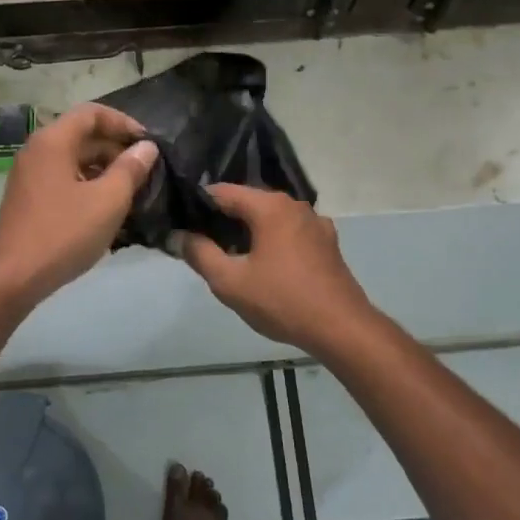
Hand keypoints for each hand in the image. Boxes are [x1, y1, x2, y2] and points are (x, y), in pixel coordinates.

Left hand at [0, 104, 158, 310]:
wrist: (12, 278)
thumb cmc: (63, 233)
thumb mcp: (108, 201)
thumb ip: (130, 169)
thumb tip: (146, 147)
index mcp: (53, 141)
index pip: (92, 113)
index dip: (123, 122)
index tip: (148, 143)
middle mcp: (37, 150)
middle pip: (82, 135)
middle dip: (116, 149)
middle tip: (146, 171)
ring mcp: (30, 175)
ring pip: (74, 160)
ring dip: (104, 169)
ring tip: (133, 192)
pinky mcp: (29, 198)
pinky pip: (64, 179)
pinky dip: (88, 185)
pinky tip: (108, 210)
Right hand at [173, 185, 375, 356]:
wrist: (341, 328)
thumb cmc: (282, 301)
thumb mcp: (230, 282)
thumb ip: (200, 254)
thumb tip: (178, 236)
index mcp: (270, 206)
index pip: (223, 191)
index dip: (198, 203)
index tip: (181, 220)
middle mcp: (294, 205)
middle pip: (249, 202)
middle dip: (223, 219)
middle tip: (200, 241)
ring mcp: (315, 223)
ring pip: (270, 218)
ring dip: (249, 231)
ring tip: (228, 255)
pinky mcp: (327, 243)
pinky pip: (289, 232)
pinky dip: (272, 240)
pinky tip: (264, 264)